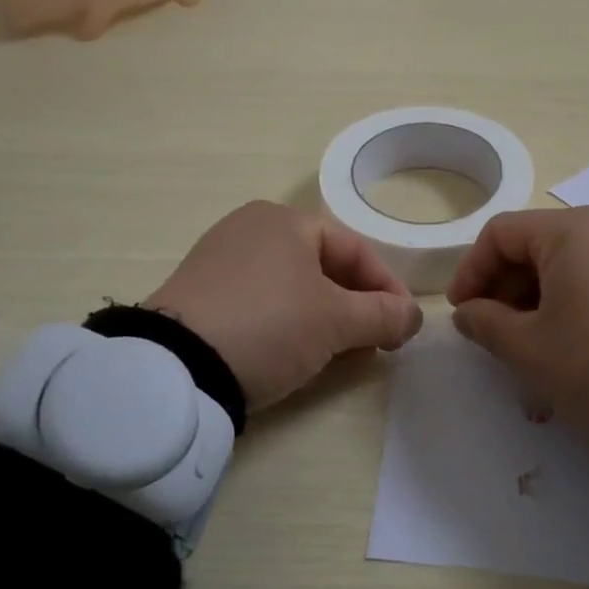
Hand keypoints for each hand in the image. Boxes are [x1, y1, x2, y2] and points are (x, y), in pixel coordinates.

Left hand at [145, 201, 422, 410]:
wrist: (175, 367)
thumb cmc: (269, 326)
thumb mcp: (336, 322)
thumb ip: (383, 315)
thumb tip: (414, 316)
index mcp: (285, 220)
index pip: (355, 251)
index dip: (388, 289)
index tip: (405, 328)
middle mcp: (250, 228)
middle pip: (323, 267)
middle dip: (356, 305)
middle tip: (375, 342)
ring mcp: (219, 259)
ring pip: (292, 286)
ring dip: (325, 317)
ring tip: (339, 352)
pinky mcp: (198, 293)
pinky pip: (260, 301)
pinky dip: (287, 322)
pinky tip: (291, 351)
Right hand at [446, 206, 588, 447]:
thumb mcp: (530, 349)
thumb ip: (485, 324)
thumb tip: (468, 312)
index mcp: (571, 231)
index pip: (500, 233)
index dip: (471, 270)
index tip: (462, 312)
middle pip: (537, 243)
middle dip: (505, 284)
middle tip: (494, 329)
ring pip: (572, 260)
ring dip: (540, 293)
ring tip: (534, 338)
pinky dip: (578, 297)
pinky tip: (579, 337)